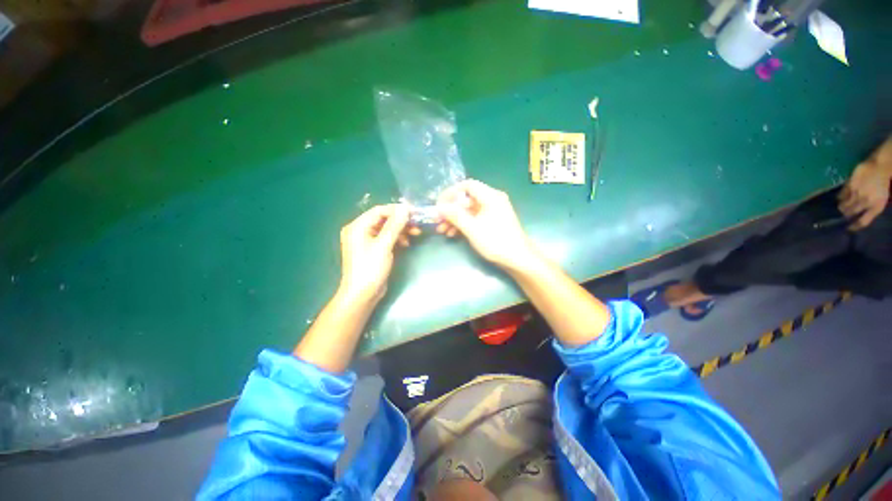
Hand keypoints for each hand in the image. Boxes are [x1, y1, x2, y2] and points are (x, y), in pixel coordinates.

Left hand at [338, 204, 417, 302]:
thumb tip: (405, 208)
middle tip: (417, 223)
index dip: (397, 210)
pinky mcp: (372, 249)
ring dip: (401, 230)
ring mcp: (366, 241)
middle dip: (401, 221)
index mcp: (357, 226)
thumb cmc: (370, 268)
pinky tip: (406, 243)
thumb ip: (394, 225)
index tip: (414, 212)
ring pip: (386, 229)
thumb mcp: (384, 245)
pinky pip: (386, 238)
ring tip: (416, 233)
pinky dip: (396, 239)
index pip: (379, 211)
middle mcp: (360, 231)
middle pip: (383, 219)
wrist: (362, 294)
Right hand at [436, 180, 539, 271]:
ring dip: (455, 219)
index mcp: (491, 197)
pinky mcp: (492, 222)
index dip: (451, 193)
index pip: (467, 185)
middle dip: (450, 210)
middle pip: (467, 199)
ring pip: (469, 211)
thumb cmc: (496, 242)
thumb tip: (439, 207)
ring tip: (442, 230)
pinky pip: (474, 218)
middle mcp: (492, 200)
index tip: (439, 204)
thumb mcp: (473, 229)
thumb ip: (455, 216)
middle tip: (437, 220)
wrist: (518, 259)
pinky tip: (452, 234)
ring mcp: (492, 212)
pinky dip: (463, 224)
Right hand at [838, 159, 890, 230]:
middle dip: (846, 214)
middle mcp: (866, 202)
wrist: (880, 166)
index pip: (863, 221)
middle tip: (843, 215)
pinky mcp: (851, 185)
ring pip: (846, 204)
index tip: (848, 229)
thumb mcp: (880, 199)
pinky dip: (840, 197)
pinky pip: (843, 194)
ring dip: (842, 207)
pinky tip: (839, 197)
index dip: (855, 226)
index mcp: (876, 207)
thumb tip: (861, 214)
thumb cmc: (882, 183)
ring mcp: (858, 193)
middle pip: (852, 212)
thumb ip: (871, 207)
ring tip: (840, 207)